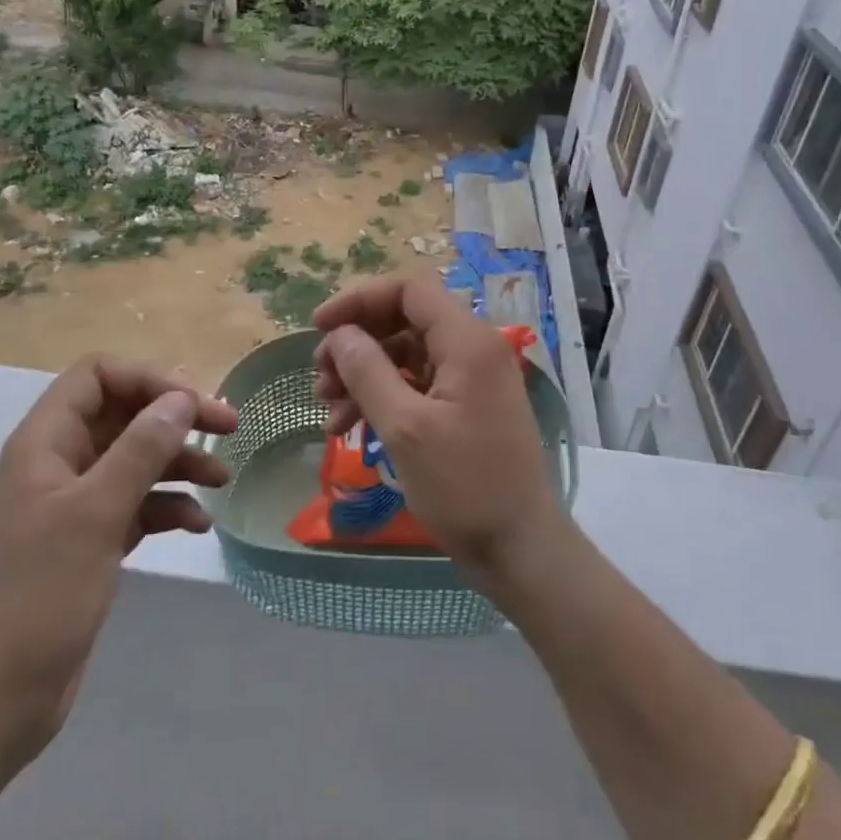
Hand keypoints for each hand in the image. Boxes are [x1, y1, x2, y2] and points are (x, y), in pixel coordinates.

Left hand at [0, 357, 235, 794]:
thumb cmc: (35, 597)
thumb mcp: (94, 514)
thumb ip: (140, 450)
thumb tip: (181, 398)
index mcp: (45, 443)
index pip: (98, 376)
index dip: (148, 379)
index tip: (196, 405)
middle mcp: (59, 464)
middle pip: (123, 415)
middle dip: (174, 418)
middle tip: (228, 428)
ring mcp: (74, 507)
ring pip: (135, 460)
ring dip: (179, 462)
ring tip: (222, 479)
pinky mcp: (89, 544)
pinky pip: (136, 506)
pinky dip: (168, 507)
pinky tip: (197, 525)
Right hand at [311, 273, 567, 573]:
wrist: (521, 549)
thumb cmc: (465, 487)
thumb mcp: (405, 428)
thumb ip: (368, 372)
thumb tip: (340, 334)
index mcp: (467, 341)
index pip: (409, 290)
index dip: (360, 299)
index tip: (319, 327)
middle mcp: (473, 349)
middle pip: (404, 320)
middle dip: (357, 343)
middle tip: (320, 377)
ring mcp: (472, 379)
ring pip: (406, 355)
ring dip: (364, 374)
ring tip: (329, 410)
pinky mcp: (466, 407)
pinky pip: (417, 385)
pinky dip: (383, 398)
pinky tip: (350, 427)